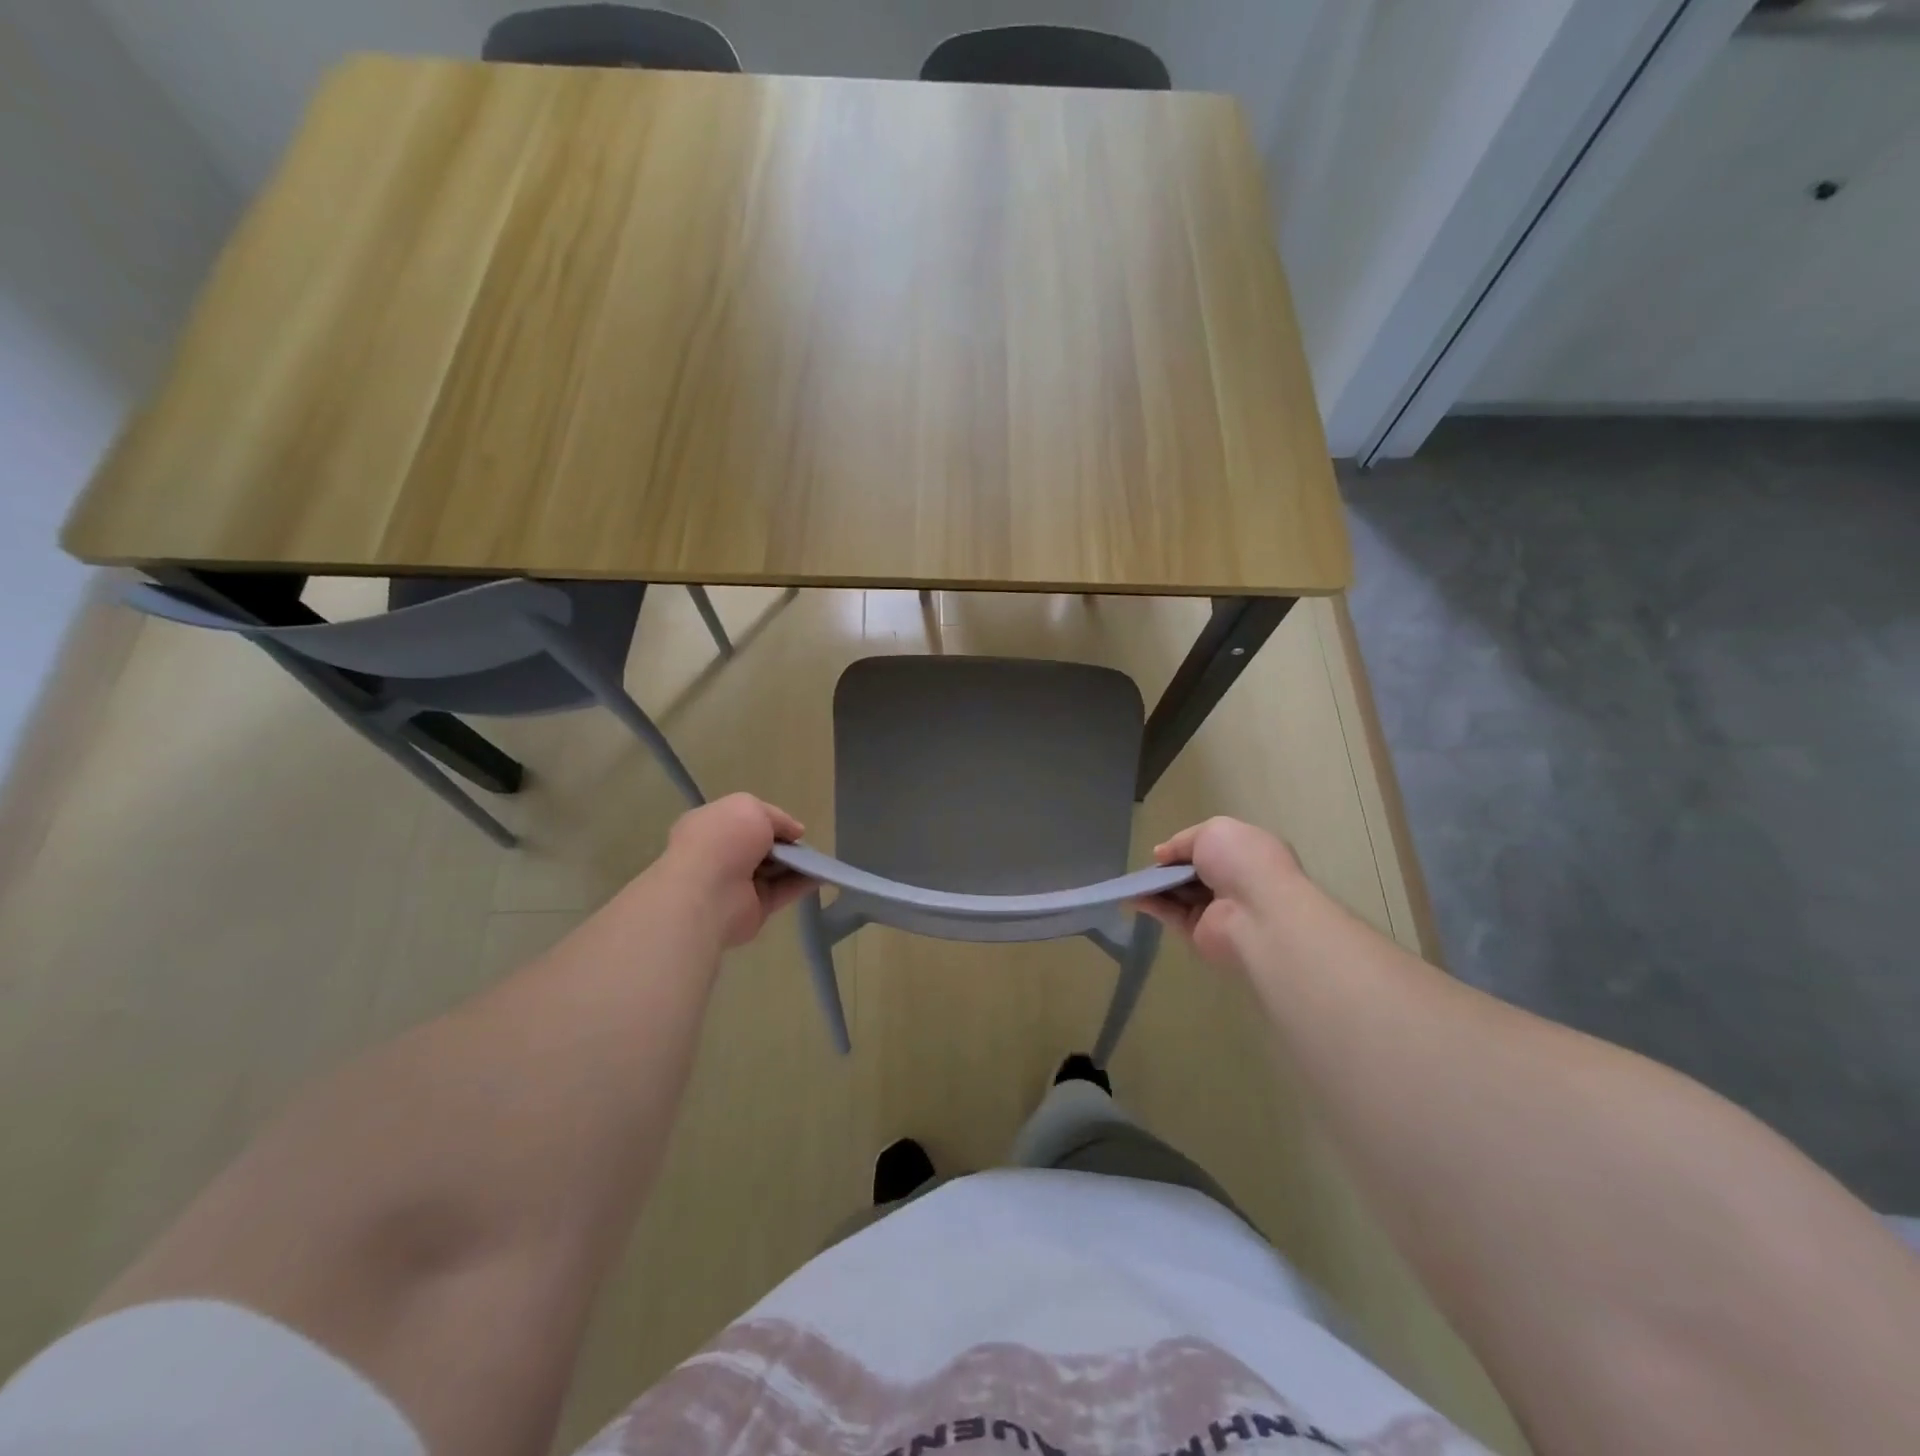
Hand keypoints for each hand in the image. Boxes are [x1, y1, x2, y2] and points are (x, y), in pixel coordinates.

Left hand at [658, 794, 812, 948]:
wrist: (708, 893)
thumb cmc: (723, 840)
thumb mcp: (750, 808)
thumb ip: (776, 817)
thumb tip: (795, 832)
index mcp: (710, 826)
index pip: (741, 820)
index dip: (768, 820)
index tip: (791, 827)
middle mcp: (720, 854)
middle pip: (759, 846)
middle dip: (783, 843)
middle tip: (804, 843)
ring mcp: (735, 883)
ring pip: (773, 870)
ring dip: (797, 864)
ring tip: (821, 859)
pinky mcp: (752, 908)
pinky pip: (782, 892)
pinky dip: (802, 884)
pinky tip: (822, 876)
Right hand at [1137, 817, 1305, 968]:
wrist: (1257, 914)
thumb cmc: (1241, 862)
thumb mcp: (1212, 831)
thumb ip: (1183, 840)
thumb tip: (1161, 854)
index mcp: (1247, 853)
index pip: (1214, 848)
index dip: (1188, 846)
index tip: (1165, 850)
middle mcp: (1236, 881)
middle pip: (1195, 871)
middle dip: (1171, 867)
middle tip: (1148, 865)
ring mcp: (1219, 909)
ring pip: (1180, 893)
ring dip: (1156, 886)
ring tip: (1131, 880)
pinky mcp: (1201, 932)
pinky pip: (1172, 915)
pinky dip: (1152, 905)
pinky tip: (1131, 898)